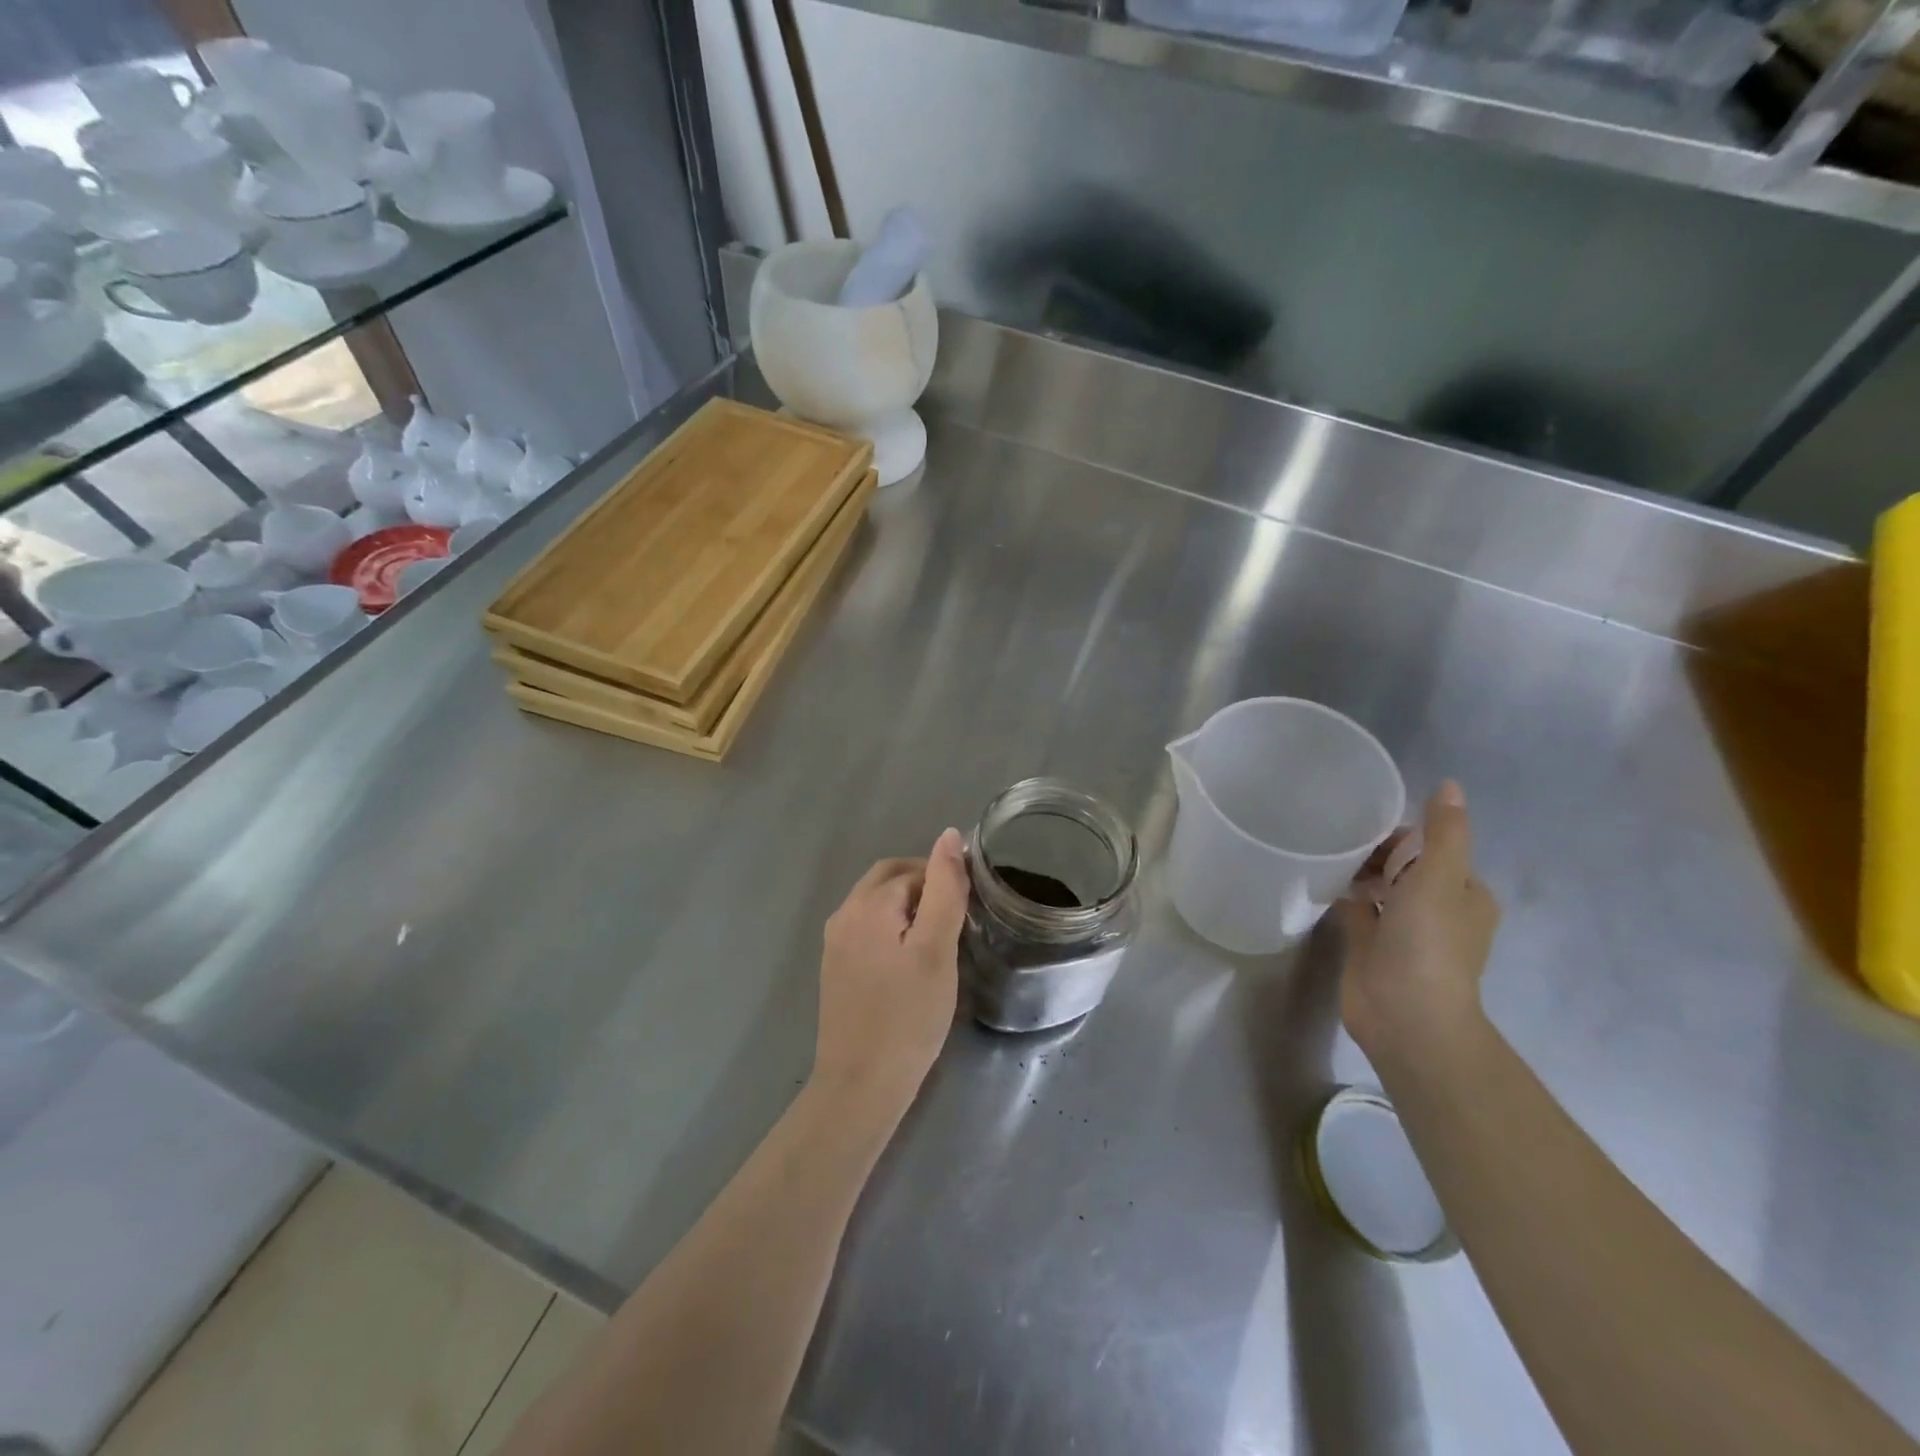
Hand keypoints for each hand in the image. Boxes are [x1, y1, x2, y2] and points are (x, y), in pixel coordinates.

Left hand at [812, 828, 967, 1117]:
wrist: (861, 1086)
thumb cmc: (908, 1016)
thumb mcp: (937, 949)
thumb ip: (945, 888)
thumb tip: (950, 835)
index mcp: (867, 904)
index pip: (913, 869)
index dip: (945, 881)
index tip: (971, 911)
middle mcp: (844, 914)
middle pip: (889, 879)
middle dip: (924, 887)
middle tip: (958, 920)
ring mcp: (835, 943)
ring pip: (878, 904)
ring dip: (909, 908)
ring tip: (941, 941)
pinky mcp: (836, 968)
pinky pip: (868, 929)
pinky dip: (893, 930)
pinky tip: (912, 962)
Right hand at [1335, 781, 1499, 1067]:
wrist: (1405, 1014)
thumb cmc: (1428, 942)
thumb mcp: (1440, 878)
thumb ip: (1444, 832)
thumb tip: (1451, 784)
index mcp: (1464, 894)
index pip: (1432, 849)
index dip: (1402, 834)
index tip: (1366, 824)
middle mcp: (1436, 910)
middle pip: (1404, 866)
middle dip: (1375, 851)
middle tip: (1337, 836)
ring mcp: (1402, 930)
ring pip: (1378, 888)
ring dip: (1357, 871)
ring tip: (1321, 850)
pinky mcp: (1370, 946)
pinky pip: (1355, 909)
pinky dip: (1340, 894)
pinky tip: (1316, 878)